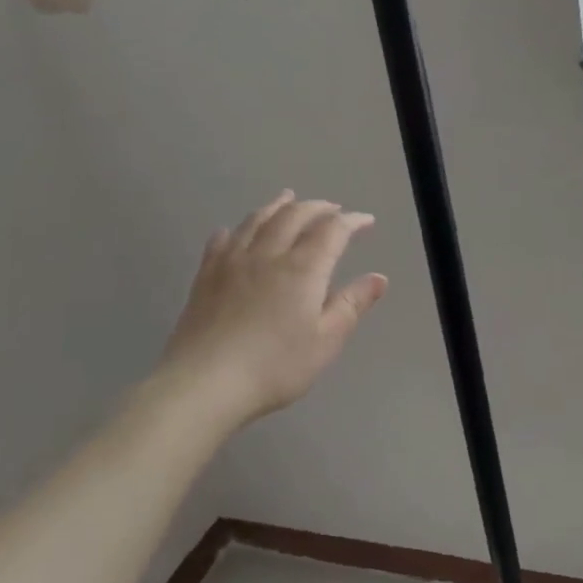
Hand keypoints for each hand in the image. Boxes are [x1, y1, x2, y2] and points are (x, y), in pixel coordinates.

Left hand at [156, 192, 388, 432]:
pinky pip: (222, 241)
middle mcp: (268, 255)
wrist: (204, 384)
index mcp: (303, 269)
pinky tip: (235, 230)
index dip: (351, 221)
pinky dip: (236, 229)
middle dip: (317, 208)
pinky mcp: (205, 277)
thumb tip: (379, 278)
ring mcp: (232, 263)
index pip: (332, 231)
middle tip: (332, 208)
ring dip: (277, 206)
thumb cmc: (275, 366)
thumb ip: (352, 305)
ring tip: (288, 199)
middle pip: (294, 216)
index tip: (366, 220)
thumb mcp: (326, 341)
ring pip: (257, 221)